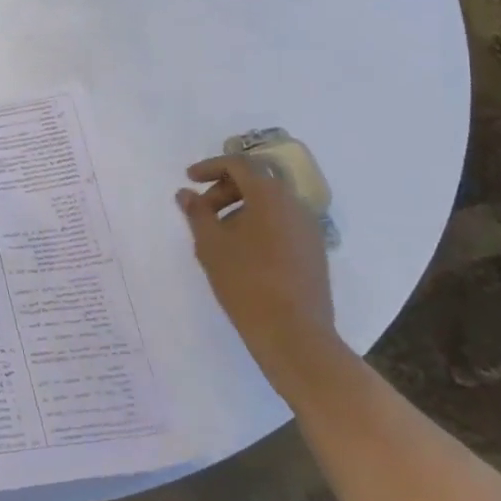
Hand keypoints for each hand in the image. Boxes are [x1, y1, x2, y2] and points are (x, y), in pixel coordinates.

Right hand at [177, 155, 338, 391]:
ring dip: (240, 209)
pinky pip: (282, 224)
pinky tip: (242, 253)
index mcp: (270, 195)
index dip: (210, 166)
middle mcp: (295, 204)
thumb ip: (197, 213)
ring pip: (270, 204)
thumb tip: (186, 193)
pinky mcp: (314, 252)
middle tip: (201, 211)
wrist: (295, 336)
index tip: (189, 179)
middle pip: (256, 182)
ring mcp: (309, 229)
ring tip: (218, 235)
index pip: (239, 164)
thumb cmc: (247, 282)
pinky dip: (259, 226)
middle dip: (224, 190)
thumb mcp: (211, 244)